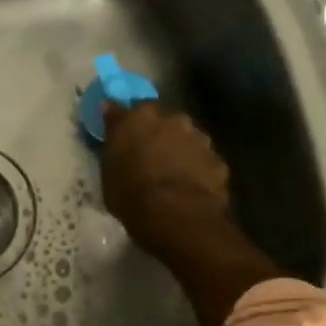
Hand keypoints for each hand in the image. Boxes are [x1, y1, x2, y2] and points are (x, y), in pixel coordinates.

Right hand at [101, 102, 232, 254]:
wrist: (176, 215)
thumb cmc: (131, 194)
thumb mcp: (108, 172)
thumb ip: (114, 141)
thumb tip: (110, 114)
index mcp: (139, 118)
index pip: (125, 109)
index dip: (124, 122)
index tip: (120, 133)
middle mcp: (172, 120)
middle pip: (163, 120)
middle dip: (158, 133)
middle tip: (150, 155)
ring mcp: (199, 139)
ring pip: (188, 139)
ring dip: (181, 150)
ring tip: (172, 175)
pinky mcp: (217, 161)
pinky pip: (204, 162)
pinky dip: (198, 170)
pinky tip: (190, 189)